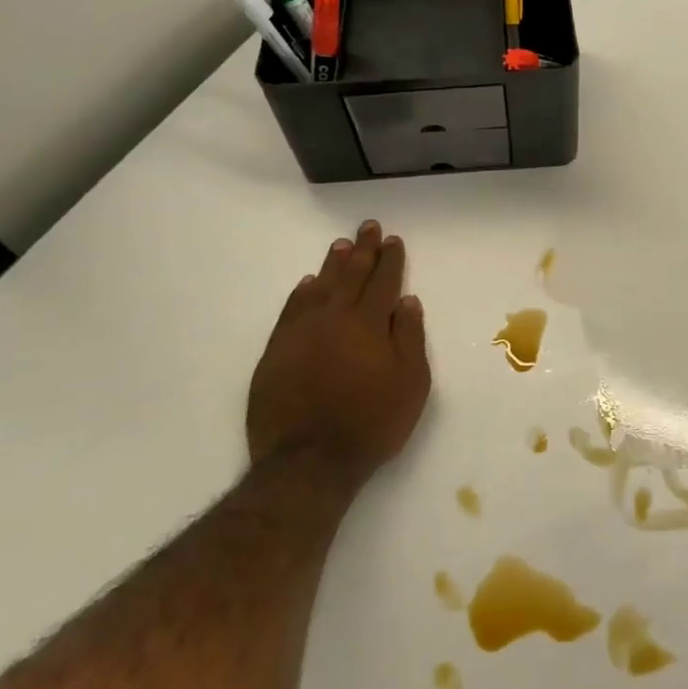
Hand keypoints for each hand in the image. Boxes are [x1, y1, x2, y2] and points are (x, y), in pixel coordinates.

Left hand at [247, 220, 431, 480]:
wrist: (309, 461)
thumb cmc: (372, 422)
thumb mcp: (410, 383)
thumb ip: (409, 337)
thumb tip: (407, 301)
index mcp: (369, 324)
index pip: (383, 282)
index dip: (390, 259)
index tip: (392, 240)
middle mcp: (334, 319)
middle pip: (351, 276)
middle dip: (363, 250)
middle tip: (367, 227)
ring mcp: (301, 333)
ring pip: (320, 287)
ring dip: (333, 265)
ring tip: (341, 246)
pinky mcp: (276, 351)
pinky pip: (291, 310)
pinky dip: (302, 293)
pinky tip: (309, 283)